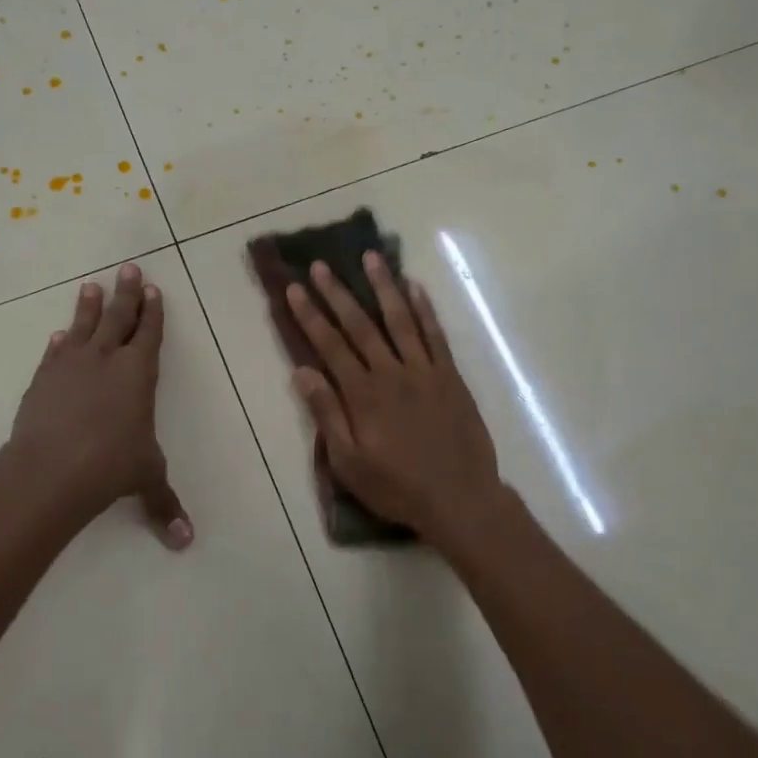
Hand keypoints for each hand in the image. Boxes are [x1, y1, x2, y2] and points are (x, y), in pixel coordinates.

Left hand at [8, 262, 191, 549]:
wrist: (49, 470)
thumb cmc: (110, 466)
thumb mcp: (146, 479)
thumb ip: (164, 504)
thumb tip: (186, 542)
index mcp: (138, 373)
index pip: (149, 333)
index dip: (153, 311)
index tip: (154, 290)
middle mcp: (106, 359)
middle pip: (118, 317)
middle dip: (127, 292)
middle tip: (129, 268)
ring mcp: (70, 366)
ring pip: (83, 326)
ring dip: (89, 306)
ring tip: (91, 285)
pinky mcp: (42, 380)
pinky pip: (53, 352)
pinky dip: (58, 342)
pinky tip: (57, 335)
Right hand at [287, 252, 501, 549]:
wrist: (460, 499)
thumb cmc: (397, 487)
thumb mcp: (349, 463)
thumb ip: (327, 415)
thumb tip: (302, 372)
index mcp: (363, 394)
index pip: (330, 345)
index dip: (311, 315)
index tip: (296, 288)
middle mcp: (392, 373)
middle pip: (360, 325)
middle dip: (338, 293)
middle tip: (323, 264)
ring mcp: (425, 371)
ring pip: (400, 319)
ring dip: (384, 287)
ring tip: (371, 257)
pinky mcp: (450, 376)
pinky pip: (436, 335)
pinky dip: (425, 309)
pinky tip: (415, 287)